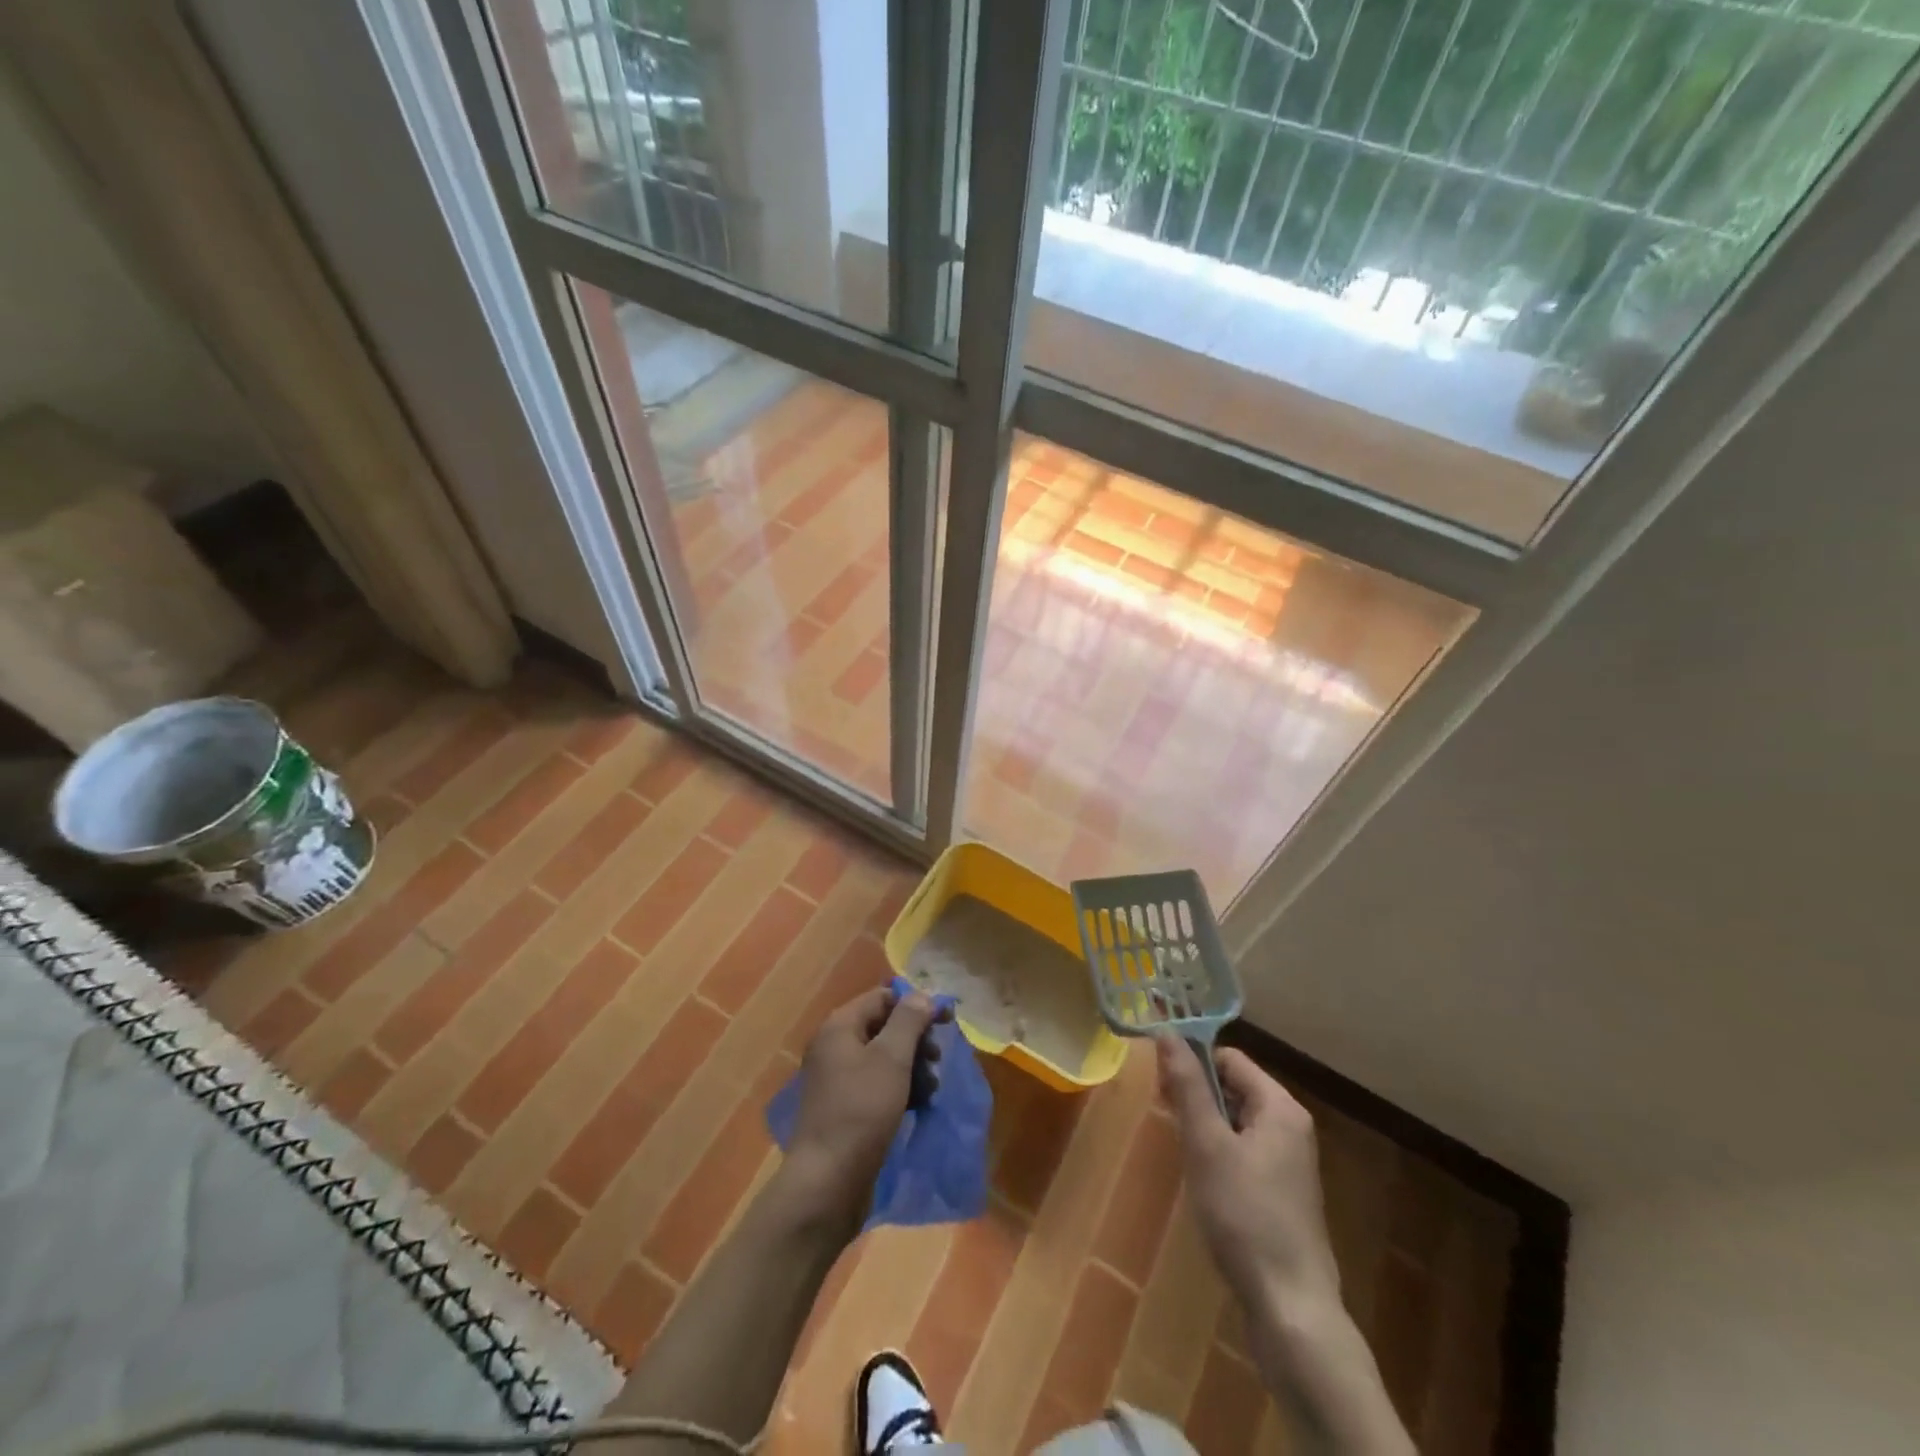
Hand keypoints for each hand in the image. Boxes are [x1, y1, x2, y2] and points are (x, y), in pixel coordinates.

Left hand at [781, 985, 942, 1228]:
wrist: (828, 1182)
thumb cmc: (862, 1110)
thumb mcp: (891, 1058)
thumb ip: (909, 1020)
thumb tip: (922, 995)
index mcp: (840, 1026)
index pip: (883, 997)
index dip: (916, 1004)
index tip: (947, 1021)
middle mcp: (834, 1046)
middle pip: (884, 1027)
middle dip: (916, 1040)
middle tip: (937, 1060)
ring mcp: (837, 1079)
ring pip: (884, 1058)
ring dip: (912, 1067)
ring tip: (931, 1089)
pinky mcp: (845, 1108)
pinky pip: (878, 1085)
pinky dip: (900, 1089)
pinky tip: (918, 1105)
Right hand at [1157, 1037, 1340, 1313]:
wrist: (1290, 1306)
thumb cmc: (1244, 1214)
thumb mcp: (1206, 1143)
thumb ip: (1187, 1085)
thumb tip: (1167, 1032)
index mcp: (1280, 1106)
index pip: (1228, 1058)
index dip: (1192, 1063)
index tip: (1160, 1086)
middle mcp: (1291, 1126)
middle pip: (1234, 1087)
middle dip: (1196, 1095)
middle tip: (1164, 1116)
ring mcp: (1290, 1162)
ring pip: (1236, 1121)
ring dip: (1204, 1126)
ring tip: (1181, 1151)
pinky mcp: (1283, 1193)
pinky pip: (1244, 1150)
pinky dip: (1219, 1153)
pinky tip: (1203, 1180)